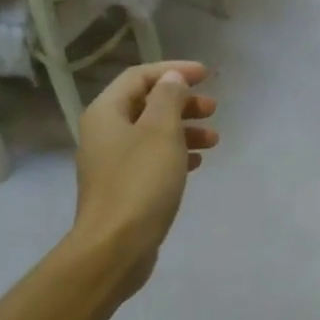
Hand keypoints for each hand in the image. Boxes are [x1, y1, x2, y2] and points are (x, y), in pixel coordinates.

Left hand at [71, 61, 217, 296]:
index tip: (206, 76)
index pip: (139, 77)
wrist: (115, 248)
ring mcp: (112, 164)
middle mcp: (104, 134)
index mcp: (106, 113)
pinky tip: (198, 162)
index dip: (173, 71)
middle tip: (213, 109)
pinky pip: (152, 160)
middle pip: (145, 105)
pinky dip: (176, 155)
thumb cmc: (140, 184)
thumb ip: (168, 99)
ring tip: (215, 140)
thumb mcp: (161, 132)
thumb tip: (172, 79)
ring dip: (184, 130)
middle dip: (182, 103)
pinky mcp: (124, 189)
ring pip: (152, 134)